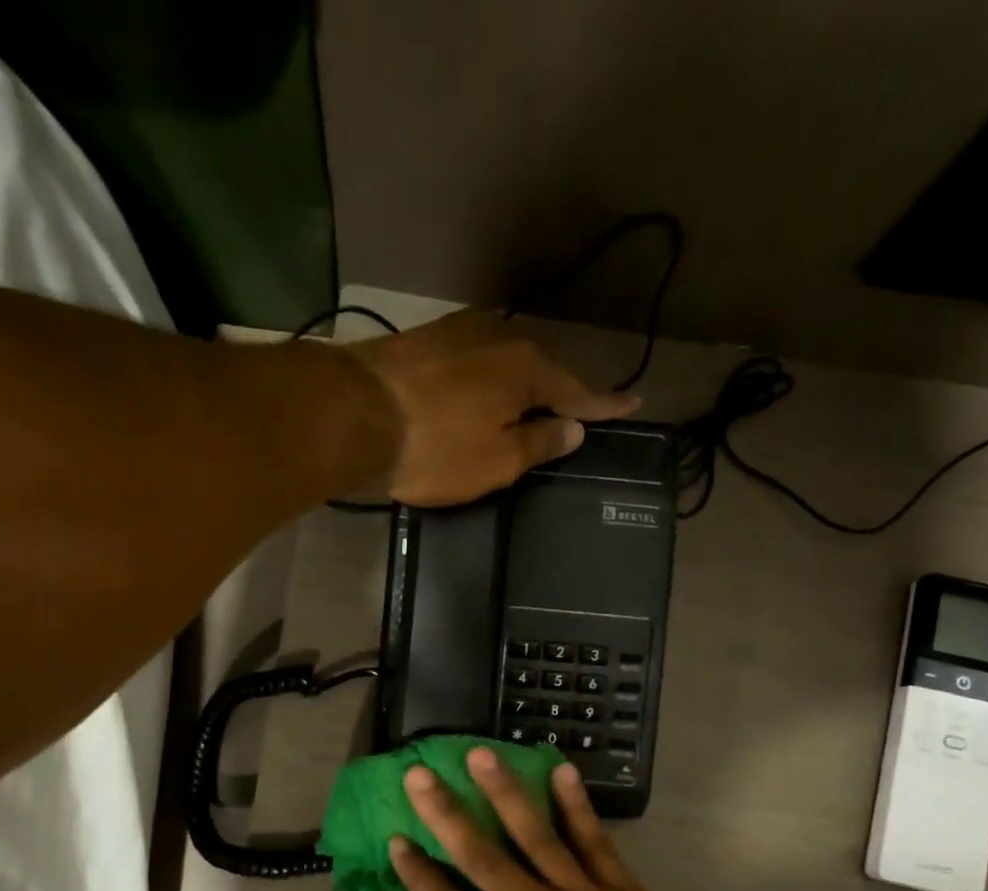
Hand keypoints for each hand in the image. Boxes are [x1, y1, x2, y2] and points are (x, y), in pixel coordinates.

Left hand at [347, 311, 640, 507]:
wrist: (354, 414)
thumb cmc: (435, 448)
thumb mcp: (496, 461)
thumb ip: (539, 444)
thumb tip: (573, 428)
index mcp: (527, 369)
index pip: (578, 393)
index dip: (605, 406)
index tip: (633, 404)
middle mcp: (499, 338)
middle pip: (540, 370)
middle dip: (558, 393)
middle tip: (574, 414)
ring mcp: (458, 333)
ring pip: (503, 363)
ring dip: (518, 386)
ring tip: (527, 407)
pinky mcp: (423, 341)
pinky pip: (471, 364)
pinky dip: (484, 383)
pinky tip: (481, 394)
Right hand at [389, 746, 725, 890]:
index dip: (419, 874)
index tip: (396, 839)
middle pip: (483, 858)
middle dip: (446, 814)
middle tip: (420, 774)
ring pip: (537, 836)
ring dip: (505, 792)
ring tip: (481, 755)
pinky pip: (596, 842)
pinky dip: (577, 806)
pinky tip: (560, 771)